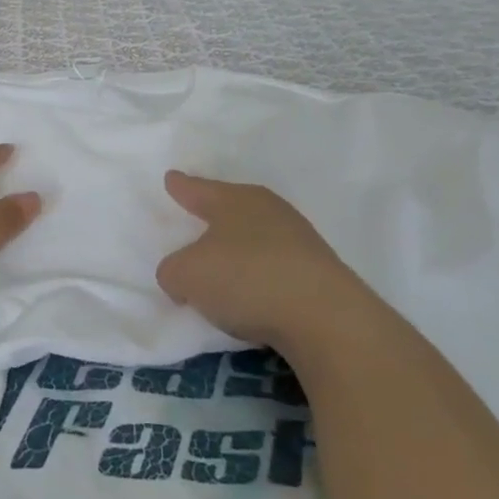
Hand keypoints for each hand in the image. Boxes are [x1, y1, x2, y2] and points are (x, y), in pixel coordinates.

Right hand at [156, 172, 391, 364]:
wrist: (327, 319)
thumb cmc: (246, 279)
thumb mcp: (187, 275)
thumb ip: (173, 271)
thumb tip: (182, 275)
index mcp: (234, 200)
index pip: (198, 189)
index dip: (181, 186)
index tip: (172, 178)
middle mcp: (268, 211)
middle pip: (232, 208)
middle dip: (214, 215)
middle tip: (196, 219)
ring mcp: (299, 241)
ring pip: (257, 236)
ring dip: (240, 249)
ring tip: (223, 266)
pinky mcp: (319, 273)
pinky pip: (276, 267)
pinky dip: (261, 275)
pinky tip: (253, 294)